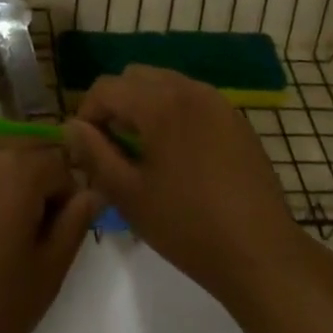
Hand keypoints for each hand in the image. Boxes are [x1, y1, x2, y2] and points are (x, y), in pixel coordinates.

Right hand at [65, 68, 303, 305]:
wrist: (262, 254)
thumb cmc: (189, 227)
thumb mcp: (130, 195)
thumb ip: (94, 154)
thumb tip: (71, 127)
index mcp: (159, 103)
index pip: (106, 87)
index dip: (87, 113)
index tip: (86, 148)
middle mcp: (188, 88)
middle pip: (135, 77)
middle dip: (116, 104)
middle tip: (113, 147)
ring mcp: (216, 101)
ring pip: (164, 84)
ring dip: (144, 106)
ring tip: (144, 151)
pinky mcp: (234, 118)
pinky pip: (191, 98)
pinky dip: (173, 112)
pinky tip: (178, 156)